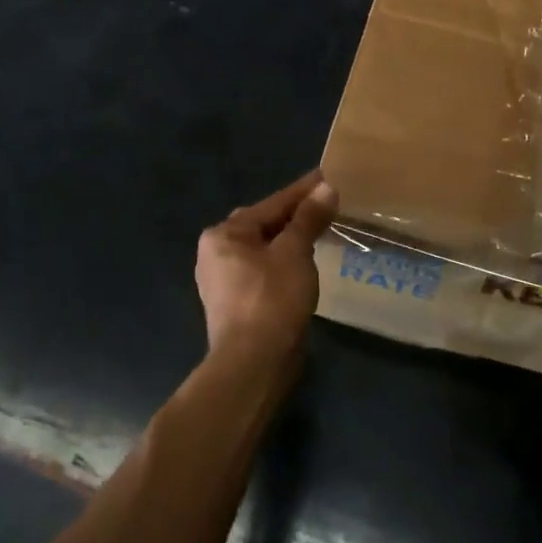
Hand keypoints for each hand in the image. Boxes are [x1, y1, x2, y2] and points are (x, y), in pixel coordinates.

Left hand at [195, 171, 337, 362]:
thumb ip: (308, 219)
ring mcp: (222, 281)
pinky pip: (263, 271)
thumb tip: (325, 188)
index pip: (272, 204)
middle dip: (294, 216)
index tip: (326, 176)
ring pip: (263, 250)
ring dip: (290, 241)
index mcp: (224, 234)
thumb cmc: (271, 299)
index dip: (302, 191)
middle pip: (264, 225)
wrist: (252, 366)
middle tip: (325, 205)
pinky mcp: (235, 305)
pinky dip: (283, 264)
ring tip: (319, 232)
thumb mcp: (294, 252)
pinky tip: (303, 265)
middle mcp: (215, 253)